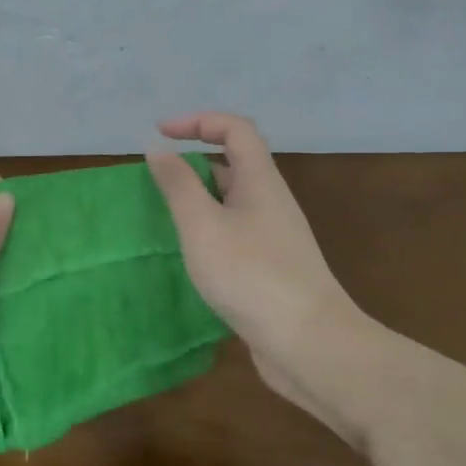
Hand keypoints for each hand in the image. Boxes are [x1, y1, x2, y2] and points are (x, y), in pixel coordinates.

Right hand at [148, 113, 358, 438]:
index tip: (160, 134)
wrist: (309, 344)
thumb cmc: (251, 275)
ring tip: (165, 215)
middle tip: (156, 178)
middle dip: (194, 160)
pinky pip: (235, 232)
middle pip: (234, 162)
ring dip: (200, 198)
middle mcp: (271, 201)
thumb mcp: (203, 225)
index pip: (235, 129)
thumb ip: (179, 185)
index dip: (198, 121)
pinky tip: (191, 254)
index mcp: (260, 180)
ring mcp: (274, 236)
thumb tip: (159, 149)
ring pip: (233, 201)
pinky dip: (209, 229)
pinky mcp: (272, 267)